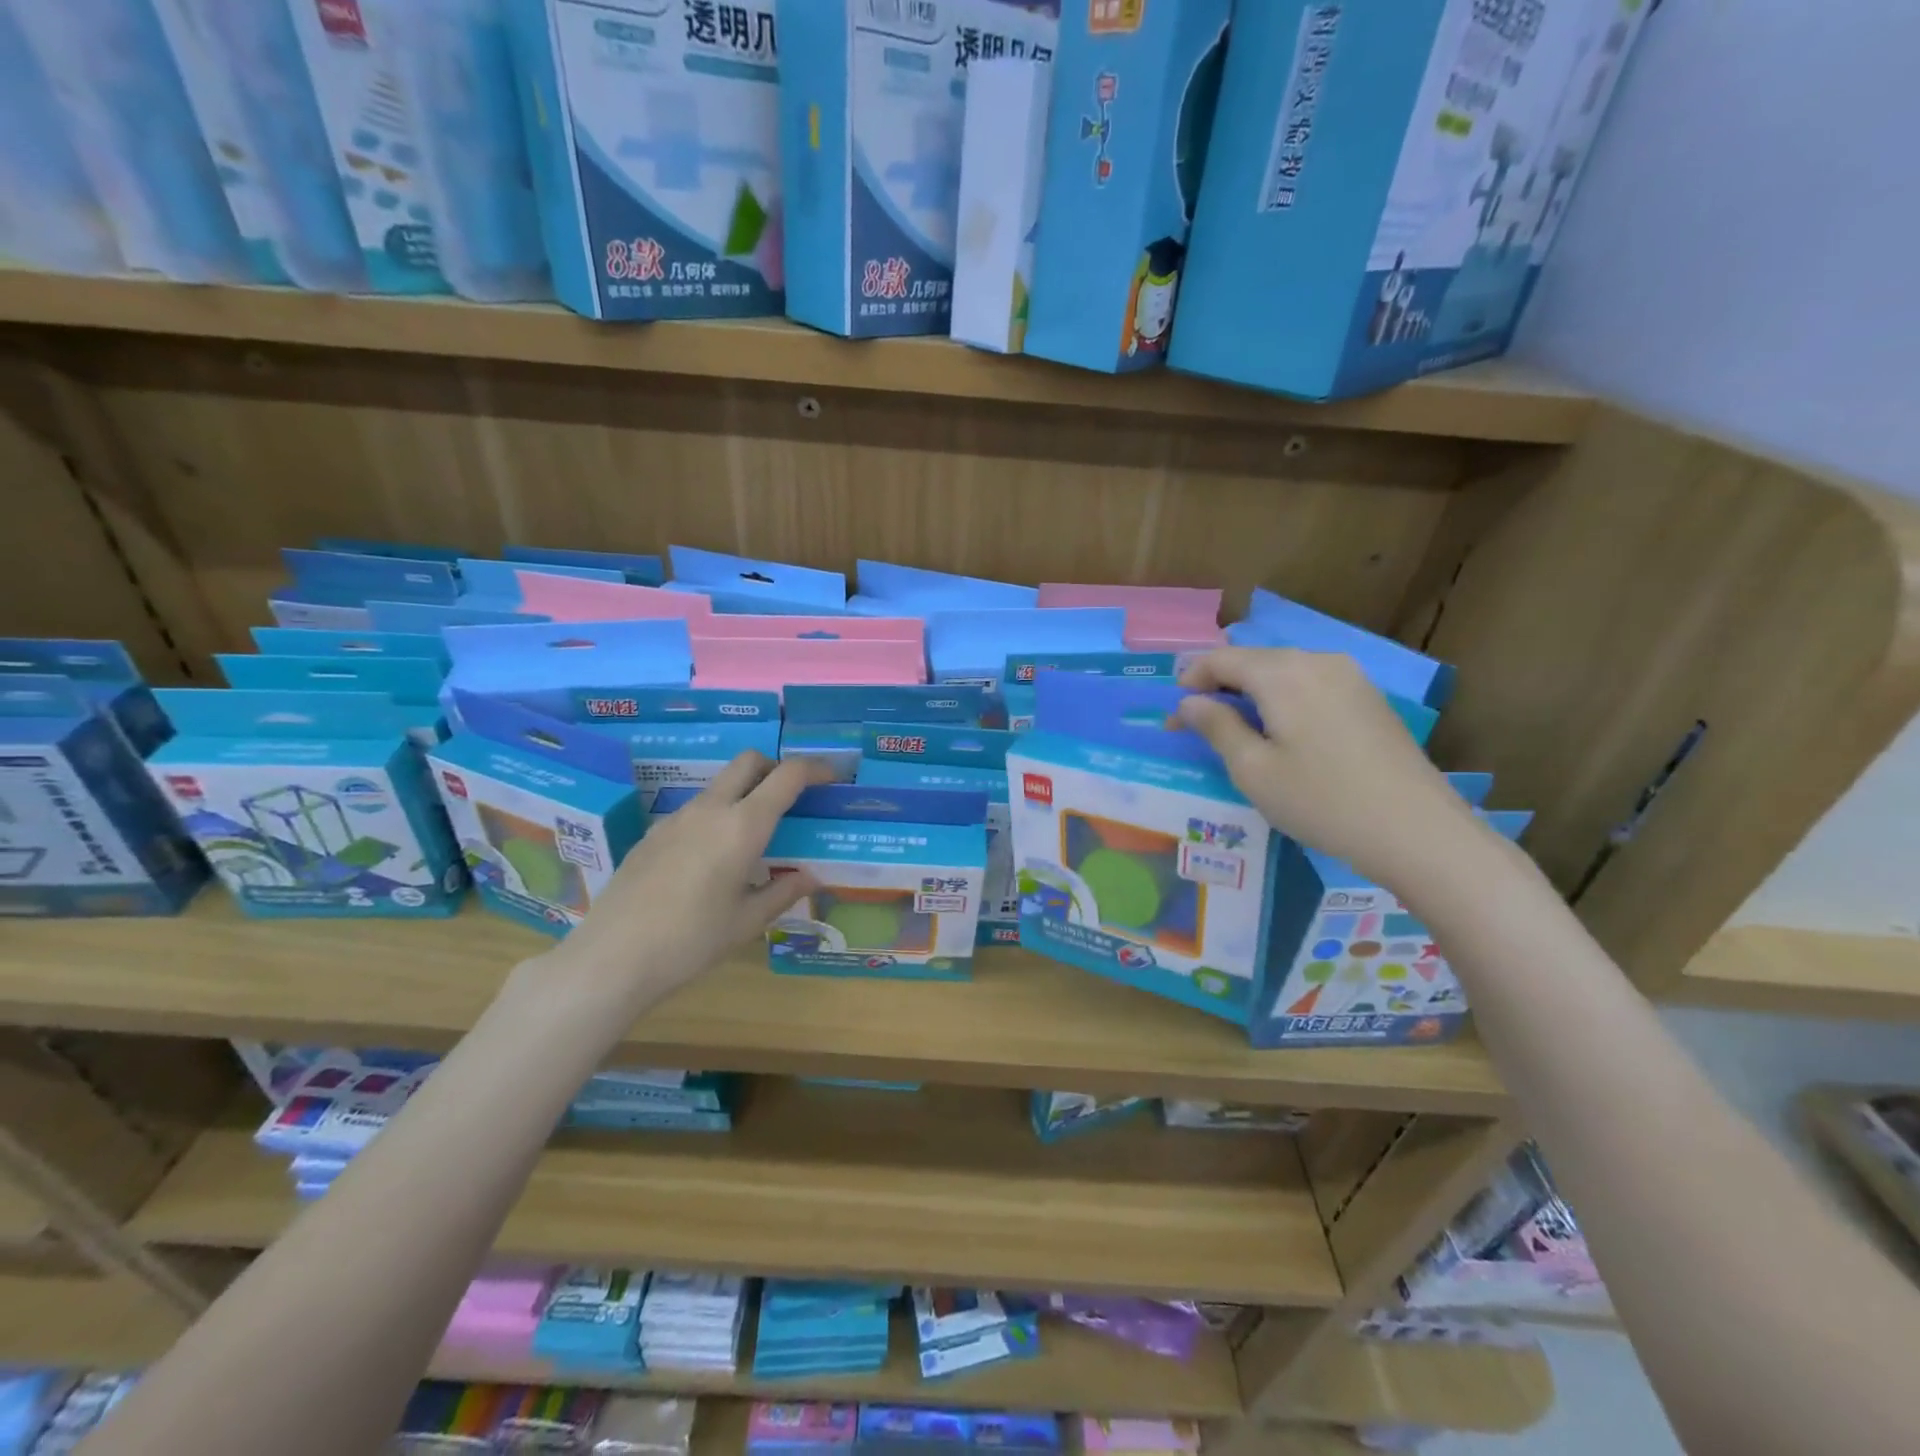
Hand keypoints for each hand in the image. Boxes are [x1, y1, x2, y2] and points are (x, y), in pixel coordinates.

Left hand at [535, 751, 836, 1020]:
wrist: (612, 957)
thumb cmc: (690, 941)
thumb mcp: (747, 922)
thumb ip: (783, 892)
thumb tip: (809, 876)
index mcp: (743, 826)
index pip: (787, 776)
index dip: (815, 769)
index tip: (832, 777)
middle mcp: (710, 810)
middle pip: (749, 762)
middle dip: (776, 767)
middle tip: (792, 798)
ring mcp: (676, 818)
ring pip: (719, 785)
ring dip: (744, 793)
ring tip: (754, 836)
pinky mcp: (653, 834)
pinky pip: (695, 810)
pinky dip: (717, 816)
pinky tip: (712, 860)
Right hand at [1175, 647, 1482, 890]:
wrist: (1416, 831)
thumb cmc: (1321, 801)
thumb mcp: (1253, 770)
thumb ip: (1216, 727)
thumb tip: (1189, 702)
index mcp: (1283, 674)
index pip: (1221, 659)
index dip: (1190, 681)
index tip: (1173, 715)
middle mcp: (1317, 661)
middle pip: (1254, 661)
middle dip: (1219, 687)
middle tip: (1197, 725)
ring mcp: (1350, 677)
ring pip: (1284, 671)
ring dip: (1252, 693)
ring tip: (1236, 730)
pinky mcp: (1369, 698)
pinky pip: (1311, 685)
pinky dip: (1284, 700)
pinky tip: (1281, 733)